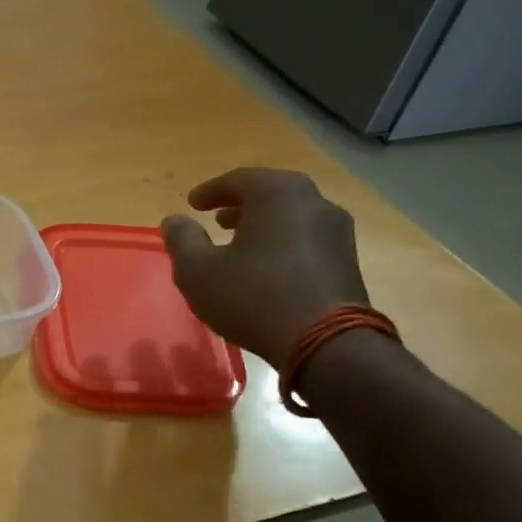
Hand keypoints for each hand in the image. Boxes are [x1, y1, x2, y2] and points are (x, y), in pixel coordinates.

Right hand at [160, 168, 369, 367]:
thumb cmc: (253, 297)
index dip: (211, 191)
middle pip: (271, 193)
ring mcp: (336, 231)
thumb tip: (174, 220)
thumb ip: (182, 240)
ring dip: (263, 223)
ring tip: (239, 242)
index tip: (192, 203)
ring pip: (292, 215)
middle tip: (217, 218)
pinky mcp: (346, 260)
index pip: (239, 179)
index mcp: (278, 194)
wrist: (324, 342)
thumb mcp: (198, 271)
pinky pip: (306, 238)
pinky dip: (282, 241)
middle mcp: (314, 202)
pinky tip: (265, 266)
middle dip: (241, 204)